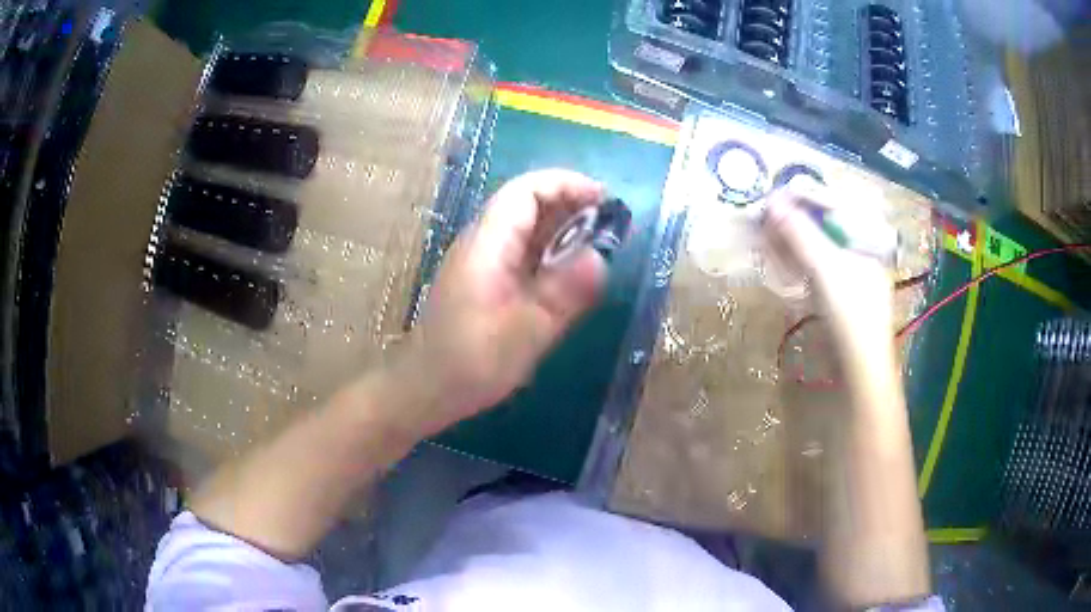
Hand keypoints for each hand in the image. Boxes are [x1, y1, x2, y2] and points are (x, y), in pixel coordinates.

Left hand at [388, 170, 607, 434]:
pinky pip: (523, 252)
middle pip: (527, 203)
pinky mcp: (486, 280)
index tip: (606, 200)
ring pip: (527, 227)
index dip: (567, 185)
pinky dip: (552, 252)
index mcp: (487, 245)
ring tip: (602, 244)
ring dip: (564, 228)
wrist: (425, 389)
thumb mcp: (523, 333)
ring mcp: (483, 261)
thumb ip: (562, 294)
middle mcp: (483, 243)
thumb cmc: (469, 364)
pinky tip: (572, 272)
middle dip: (571, 204)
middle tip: (613, 225)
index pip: (525, 191)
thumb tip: (601, 258)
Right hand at [763, 182, 893, 350]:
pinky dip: (797, 262)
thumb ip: (800, 234)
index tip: (772, 196)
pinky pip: (816, 268)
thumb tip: (771, 202)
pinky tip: (779, 261)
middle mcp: (861, 250)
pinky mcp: (839, 293)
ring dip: (791, 240)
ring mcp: (851, 273)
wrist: (860, 370)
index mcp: (868, 238)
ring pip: (818, 247)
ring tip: (765, 236)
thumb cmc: (851, 315)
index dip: (803, 198)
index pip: (834, 204)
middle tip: (764, 217)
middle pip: (825, 225)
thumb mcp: (825, 269)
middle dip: (794, 220)